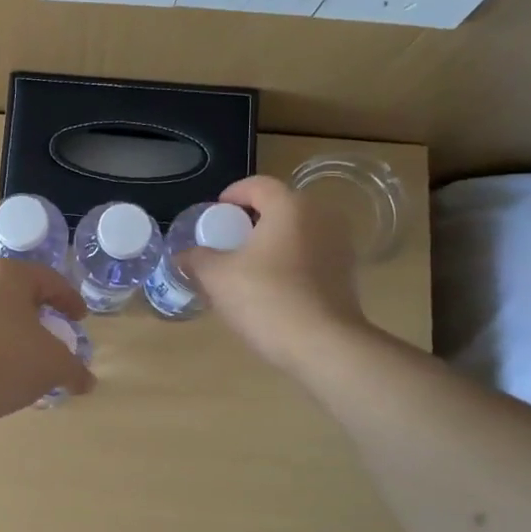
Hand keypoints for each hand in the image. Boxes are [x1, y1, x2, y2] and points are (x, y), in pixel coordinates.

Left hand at [0, 260, 94, 432]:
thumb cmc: (2, 362)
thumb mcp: (52, 366)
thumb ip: (75, 369)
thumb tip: (87, 382)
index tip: (79, 319)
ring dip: (10, 329)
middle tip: (52, 335)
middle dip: (37, 313)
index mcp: (6, 273)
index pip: (48, 279)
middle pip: (16, 292)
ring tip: (24, 356)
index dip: (69, 300)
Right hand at [185, 175, 370, 371]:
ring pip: (296, 232)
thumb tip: (183, 255)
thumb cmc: (266, 299)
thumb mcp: (217, 277)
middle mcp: (321, 216)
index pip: (257, 185)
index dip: (231, 195)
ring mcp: (339, 245)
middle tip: (226, 243)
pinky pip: (310, 255)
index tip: (213, 216)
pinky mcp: (347, 274)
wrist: (323, 346)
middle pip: (279, 207)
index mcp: (290, 206)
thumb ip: (196, 259)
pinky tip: (271, 287)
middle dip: (250, 221)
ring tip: (246, 267)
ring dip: (271, 242)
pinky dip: (289, 261)